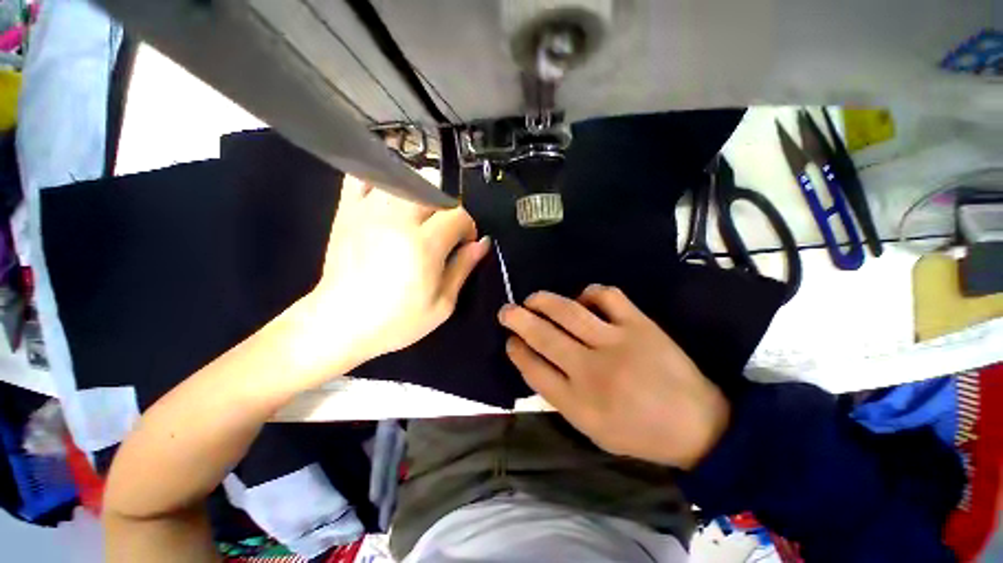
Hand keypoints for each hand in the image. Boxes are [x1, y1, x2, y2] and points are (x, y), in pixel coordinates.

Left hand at [289, 176, 489, 383]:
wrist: (340, 323)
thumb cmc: (397, 320)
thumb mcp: (443, 304)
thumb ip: (464, 267)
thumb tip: (482, 244)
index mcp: (424, 245)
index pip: (458, 214)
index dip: (468, 227)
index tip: (463, 243)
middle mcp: (398, 220)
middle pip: (435, 188)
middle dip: (447, 208)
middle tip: (443, 231)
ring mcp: (370, 211)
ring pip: (405, 178)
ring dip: (421, 194)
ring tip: (419, 218)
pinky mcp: (348, 211)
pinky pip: (365, 177)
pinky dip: (382, 180)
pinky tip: (389, 199)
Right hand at [498, 285, 729, 468]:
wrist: (698, 426)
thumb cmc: (639, 433)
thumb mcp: (591, 428)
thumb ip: (560, 395)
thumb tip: (534, 360)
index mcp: (578, 404)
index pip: (533, 369)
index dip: (516, 350)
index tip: (510, 340)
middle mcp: (592, 371)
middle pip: (543, 336)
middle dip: (517, 319)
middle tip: (506, 310)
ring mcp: (617, 343)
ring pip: (568, 311)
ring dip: (542, 301)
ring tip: (532, 299)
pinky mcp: (640, 325)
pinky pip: (607, 296)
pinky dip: (588, 292)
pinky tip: (582, 298)